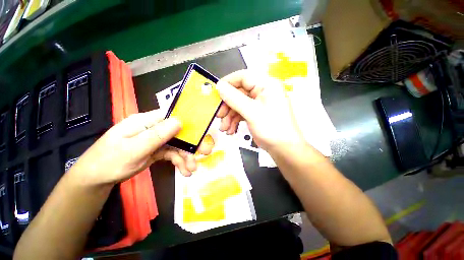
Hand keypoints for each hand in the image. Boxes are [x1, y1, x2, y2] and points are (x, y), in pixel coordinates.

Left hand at [69, 110, 212, 185]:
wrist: (95, 179)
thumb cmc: (109, 161)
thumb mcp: (133, 149)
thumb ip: (156, 135)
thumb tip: (180, 121)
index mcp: (146, 121)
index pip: (171, 116)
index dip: (188, 122)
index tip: (201, 132)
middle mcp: (153, 128)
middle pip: (178, 132)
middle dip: (191, 144)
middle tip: (205, 153)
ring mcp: (156, 140)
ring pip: (177, 145)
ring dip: (186, 157)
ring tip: (192, 170)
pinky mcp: (157, 150)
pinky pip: (172, 154)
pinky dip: (179, 162)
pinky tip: (184, 171)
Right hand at [216, 70, 303, 151]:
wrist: (284, 149)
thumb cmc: (272, 129)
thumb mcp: (252, 112)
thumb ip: (234, 98)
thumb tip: (219, 86)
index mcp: (266, 85)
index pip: (243, 77)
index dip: (227, 83)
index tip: (216, 93)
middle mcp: (263, 92)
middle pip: (238, 92)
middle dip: (227, 106)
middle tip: (219, 115)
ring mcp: (259, 103)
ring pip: (238, 104)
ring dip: (229, 116)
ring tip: (225, 128)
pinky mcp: (256, 113)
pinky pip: (241, 112)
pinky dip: (234, 120)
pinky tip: (231, 129)